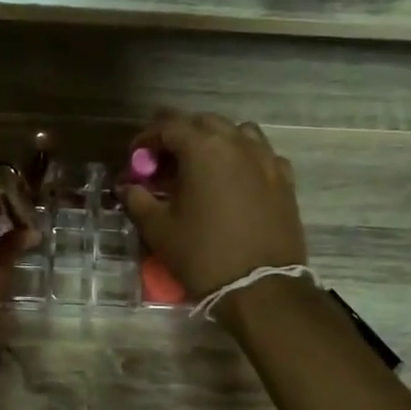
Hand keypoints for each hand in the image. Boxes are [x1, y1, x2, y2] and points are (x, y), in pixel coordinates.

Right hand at [122, 111, 306, 298]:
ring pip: (237, 132)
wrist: (260, 287)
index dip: (147, 137)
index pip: (169, 126)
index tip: (134, 156)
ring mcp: (266, 160)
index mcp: (204, 150)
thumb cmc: (203, 255)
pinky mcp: (284, 180)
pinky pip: (261, 154)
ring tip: (199, 165)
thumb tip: (126, 186)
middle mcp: (237, 144)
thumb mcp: (159, 229)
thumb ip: (137, 200)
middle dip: (179, 135)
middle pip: (204, 122)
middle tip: (163, 161)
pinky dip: (242, 157)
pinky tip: (233, 179)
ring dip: (214, 140)